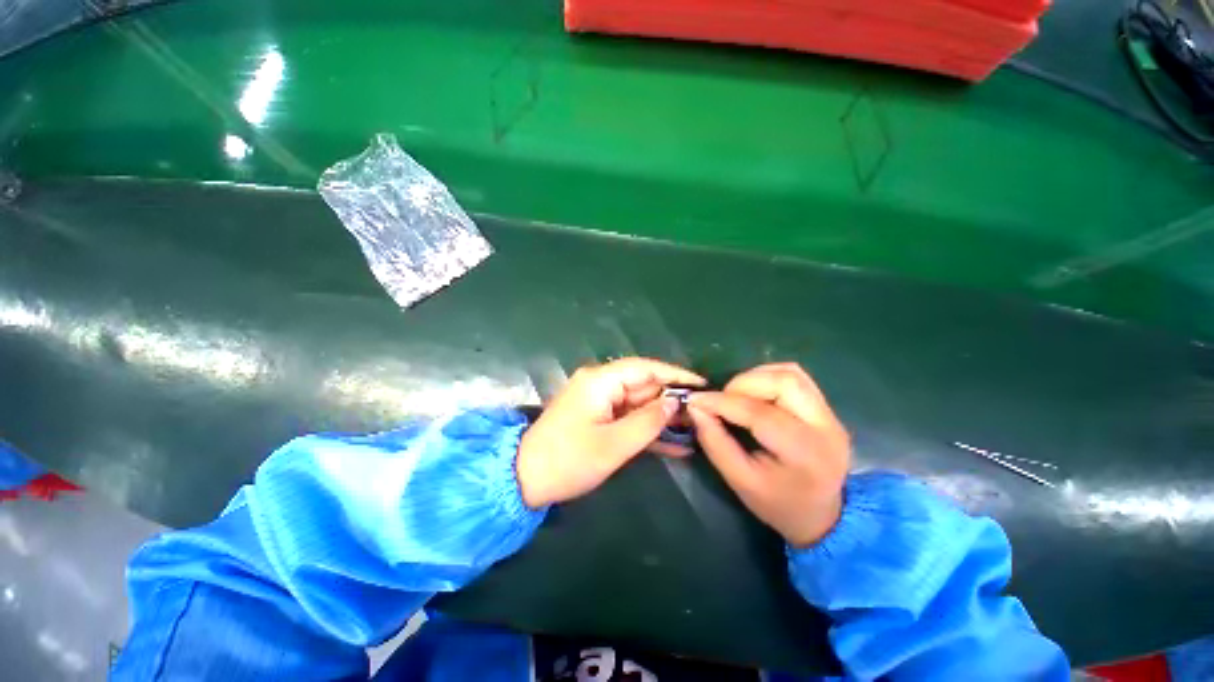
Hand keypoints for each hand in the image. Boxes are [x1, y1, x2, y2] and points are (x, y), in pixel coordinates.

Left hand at [517, 357, 705, 507]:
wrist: (524, 479)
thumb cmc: (568, 460)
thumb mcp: (613, 444)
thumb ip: (648, 421)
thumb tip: (674, 402)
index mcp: (600, 381)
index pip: (645, 368)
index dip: (674, 374)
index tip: (701, 384)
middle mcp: (599, 383)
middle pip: (642, 384)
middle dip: (671, 399)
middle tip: (701, 414)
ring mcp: (598, 400)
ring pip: (638, 402)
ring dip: (662, 416)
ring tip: (693, 429)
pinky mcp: (597, 416)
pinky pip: (627, 416)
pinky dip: (647, 427)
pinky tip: (673, 443)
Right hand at [688, 363, 849, 546]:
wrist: (822, 516)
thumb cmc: (778, 504)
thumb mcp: (740, 481)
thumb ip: (715, 442)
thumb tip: (696, 407)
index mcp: (804, 454)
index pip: (760, 413)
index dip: (723, 402)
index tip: (696, 399)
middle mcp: (825, 427)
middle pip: (783, 381)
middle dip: (742, 384)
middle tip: (722, 400)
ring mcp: (830, 415)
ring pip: (790, 373)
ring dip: (755, 378)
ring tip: (736, 396)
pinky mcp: (827, 408)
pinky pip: (795, 377)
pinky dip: (768, 377)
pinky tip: (754, 394)